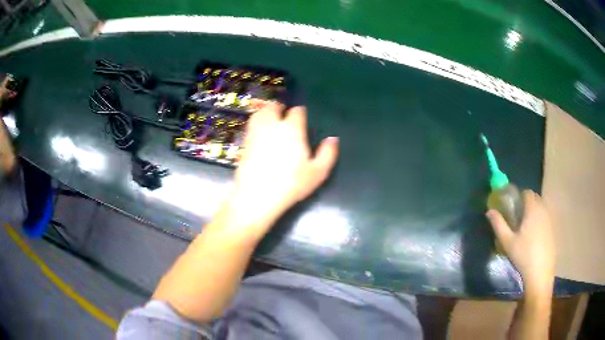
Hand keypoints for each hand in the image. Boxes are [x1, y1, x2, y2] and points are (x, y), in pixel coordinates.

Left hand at [226, 102, 338, 238]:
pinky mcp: (244, 143)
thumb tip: (333, 139)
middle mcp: (272, 125)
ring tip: (270, 119)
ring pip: (259, 114)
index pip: (296, 112)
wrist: (258, 195)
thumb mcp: (318, 172)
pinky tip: (259, 133)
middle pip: (273, 107)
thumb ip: (328, 153)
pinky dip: (255, 124)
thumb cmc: (292, 183)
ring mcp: (255, 133)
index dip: (300, 112)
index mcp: (292, 129)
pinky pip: (250, 127)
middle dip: (278, 108)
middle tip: (283, 113)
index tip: (301, 116)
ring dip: (265, 113)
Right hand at [486, 190, 554, 294]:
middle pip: (535, 198)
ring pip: (541, 207)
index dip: (519, 196)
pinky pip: (545, 217)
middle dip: (527, 202)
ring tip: (525, 226)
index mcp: (532, 209)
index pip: (527, 192)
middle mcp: (543, 210)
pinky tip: (534, 235)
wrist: (540, 272)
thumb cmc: (523, 255)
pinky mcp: (553, 229)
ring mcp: (550, 219)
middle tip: (518, 216)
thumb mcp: (507, 241)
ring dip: (534, 210)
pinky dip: (539, 219)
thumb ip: (498, 224)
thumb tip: (489, 211)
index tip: (513, 207)